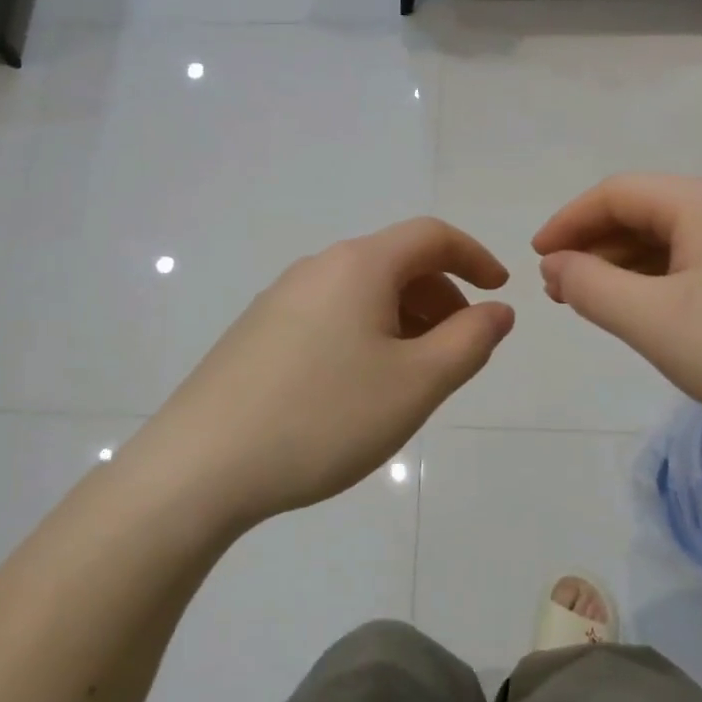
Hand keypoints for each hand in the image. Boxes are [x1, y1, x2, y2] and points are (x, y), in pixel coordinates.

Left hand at [137, 219, 514, 534]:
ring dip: (403, 321)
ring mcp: (280, 300)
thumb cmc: (325, 417)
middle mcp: (316, 268)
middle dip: (441, 299)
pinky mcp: (257, 334)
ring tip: (413, 378)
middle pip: (396, 264)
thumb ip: (470, 341)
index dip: (475, 257)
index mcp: (358, 265)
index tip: (500, 292)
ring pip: (362, 295)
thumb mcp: (416, 383)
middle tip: (459, 352)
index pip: (432, 236)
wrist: (202, 466)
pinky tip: (359, 389)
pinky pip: (330, 318)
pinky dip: (366, 337)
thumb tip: (497, 311)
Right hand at [533, 174, 701, 459]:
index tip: (535, 260)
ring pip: (677, 243)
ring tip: (599, 306)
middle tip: (562, 292)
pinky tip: (656, 316)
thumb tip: (557, 264)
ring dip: (628, 268)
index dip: (568, 222)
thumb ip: (593, 288)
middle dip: (596, 248)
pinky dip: (665, 285)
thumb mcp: (657, 322)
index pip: (617, 193)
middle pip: (647, 213)